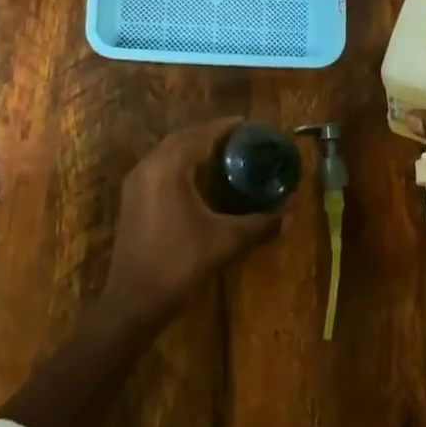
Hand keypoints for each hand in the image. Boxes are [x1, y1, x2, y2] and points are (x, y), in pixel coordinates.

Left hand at [97, 117, 284, 327]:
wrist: (133, 301)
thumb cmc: (179, 264)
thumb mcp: (225, 241)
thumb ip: (260, 223)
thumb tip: (292, 211)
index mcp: (169, 167)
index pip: (202, 134)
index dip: (227, 127)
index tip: (251, 125)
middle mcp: (149, 165)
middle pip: (184, 137)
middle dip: (211, 134)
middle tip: (241, 138)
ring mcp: (136, 181)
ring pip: (169, 150)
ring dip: (194, 146)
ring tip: (224, 152)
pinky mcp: (132, 197)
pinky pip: (160, 165)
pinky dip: (181, 161)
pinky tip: (199, 175)